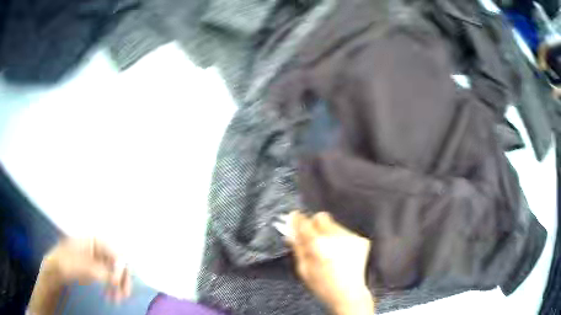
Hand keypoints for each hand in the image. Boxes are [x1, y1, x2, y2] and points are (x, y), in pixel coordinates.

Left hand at [29, 238, 131, 314]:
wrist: (55, 269)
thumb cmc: (67, 263)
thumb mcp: (85, 267)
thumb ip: (103, 272)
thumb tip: (119, 280)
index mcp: (96, 240)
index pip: (116, 253)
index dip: (120, 269)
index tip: (118, 285)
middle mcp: (99, 247)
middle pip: (119, 263)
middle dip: (122, 280)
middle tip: (124, 296)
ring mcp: (98, 258)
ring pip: (116, 272)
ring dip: (118, 286)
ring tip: (118, 300)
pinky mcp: (97, 268)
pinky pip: (110, 278)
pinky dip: (112, 288)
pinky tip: (111, 296)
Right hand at [288, 211, 374, 314]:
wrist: (349, 294)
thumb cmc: (323, 286)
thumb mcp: (303, 269)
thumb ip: (297, 248)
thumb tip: (290, 232)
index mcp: (317, 245)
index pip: (304, 222)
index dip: (297, 219)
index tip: (294, 218)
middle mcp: (335, 237)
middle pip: (321, 217)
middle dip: (314, 223)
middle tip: (312, 236)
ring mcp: (350, 237)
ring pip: (334, 224)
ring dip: (328, 232)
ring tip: (329, 250)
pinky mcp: (361, 240)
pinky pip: (345, 233)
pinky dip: (340, 239)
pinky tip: (340, 254)